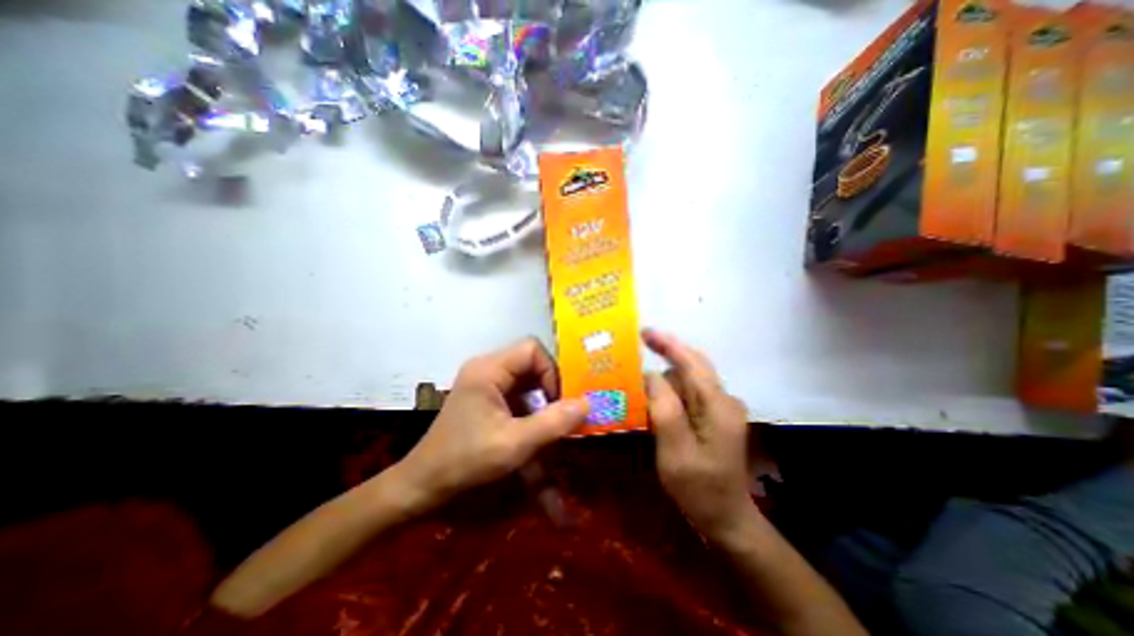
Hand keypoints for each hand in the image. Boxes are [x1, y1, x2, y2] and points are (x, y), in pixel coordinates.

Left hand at [396, 340, 589, 507]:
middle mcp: (487, 368)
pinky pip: (518, 394)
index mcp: (489, 369)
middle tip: (560, 414)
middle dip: (550, 387)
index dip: (551, 371)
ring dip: (542, 401)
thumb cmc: (465, 461)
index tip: (559, 402)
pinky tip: (536, 431)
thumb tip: (588, 402)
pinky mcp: (486, 398)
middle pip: (531, 363)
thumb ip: (553, 423)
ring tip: (551, 425)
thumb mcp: (514, 444)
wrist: (422, 485)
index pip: (532, 349)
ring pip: (527, 380)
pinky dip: (532, 410)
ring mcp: (485, 383)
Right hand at [641, 330, 756, 544]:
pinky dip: (670, 390)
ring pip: (689, 379)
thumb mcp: (675, 450)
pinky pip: (689, 393)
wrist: (725, 518)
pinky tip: (654, 399)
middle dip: (666, 354)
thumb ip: (664, 408)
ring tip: (639, 383)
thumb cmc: (698, 488)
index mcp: (718, 406)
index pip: (692, 364)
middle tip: (638, 347)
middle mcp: (724, 400)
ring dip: (665, 377)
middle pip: (692, 366)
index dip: (669, 344)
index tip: (645, 332)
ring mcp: (721, 408)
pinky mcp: (714, 417)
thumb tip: (651, 375)